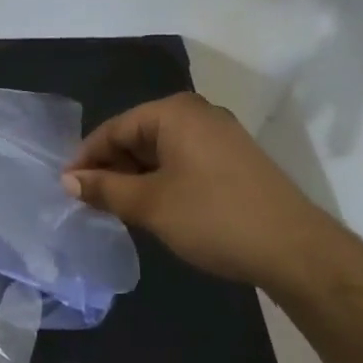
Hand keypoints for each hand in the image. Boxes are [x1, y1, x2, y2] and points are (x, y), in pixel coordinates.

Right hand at [62, 92, 339, 290]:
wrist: (295, 250)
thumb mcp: (148, 204)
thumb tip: (68, 180)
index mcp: (174, 113)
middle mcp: (197, 114)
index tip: (66, 188)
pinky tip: (154, 207)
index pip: (114, 128)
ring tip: (118, 208)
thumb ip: (103, 189)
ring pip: (161, 151)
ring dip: (136, 177)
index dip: (86, 158)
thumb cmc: (212, 218)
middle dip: (112, 168)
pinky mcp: (235, 159)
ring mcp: (221, 136)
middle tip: (91, 202)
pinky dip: (162, 180)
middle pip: (138, 136)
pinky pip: (184, 161)